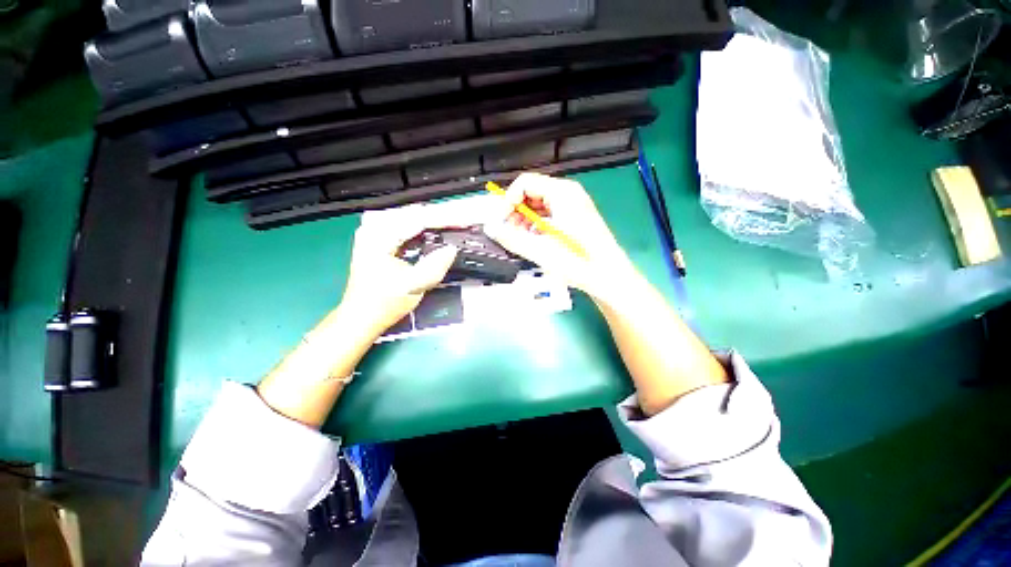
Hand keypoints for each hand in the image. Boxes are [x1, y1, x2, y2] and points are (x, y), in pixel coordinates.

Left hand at [339, 219, 458, 338]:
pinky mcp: (380, 239)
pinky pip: (406, 224)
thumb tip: (452, 249)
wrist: (361, 317)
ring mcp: (375, 232)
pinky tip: (436, 229)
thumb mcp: (413, 286)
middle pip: (414, 212)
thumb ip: (434, 266)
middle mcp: (374, 228)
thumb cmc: (383, 304)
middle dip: (441, 215)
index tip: (465, 222)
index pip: (418, 219)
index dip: (445, 219)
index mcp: (379, 236)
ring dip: (434, 219)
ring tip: (455, 223)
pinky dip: (424, 226)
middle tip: (464, 221)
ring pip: (411, 216)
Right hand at [484, 173, 638, 302]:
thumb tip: (490, 228)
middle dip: (515, 211)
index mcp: (562, 193)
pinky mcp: (576, 217)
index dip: (508, 201)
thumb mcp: (540, 250)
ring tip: (521, 239)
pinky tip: (535, 240)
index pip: (524, 183)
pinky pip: (550, 213)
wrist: (609, 277)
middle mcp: (569, 193)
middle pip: (532, 192)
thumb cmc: (578, 261)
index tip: (501, 222)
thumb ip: (512, 238)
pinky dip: (537, 223)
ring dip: (525, 219)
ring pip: (540, 204)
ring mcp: (574, 204)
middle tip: (509, 232)